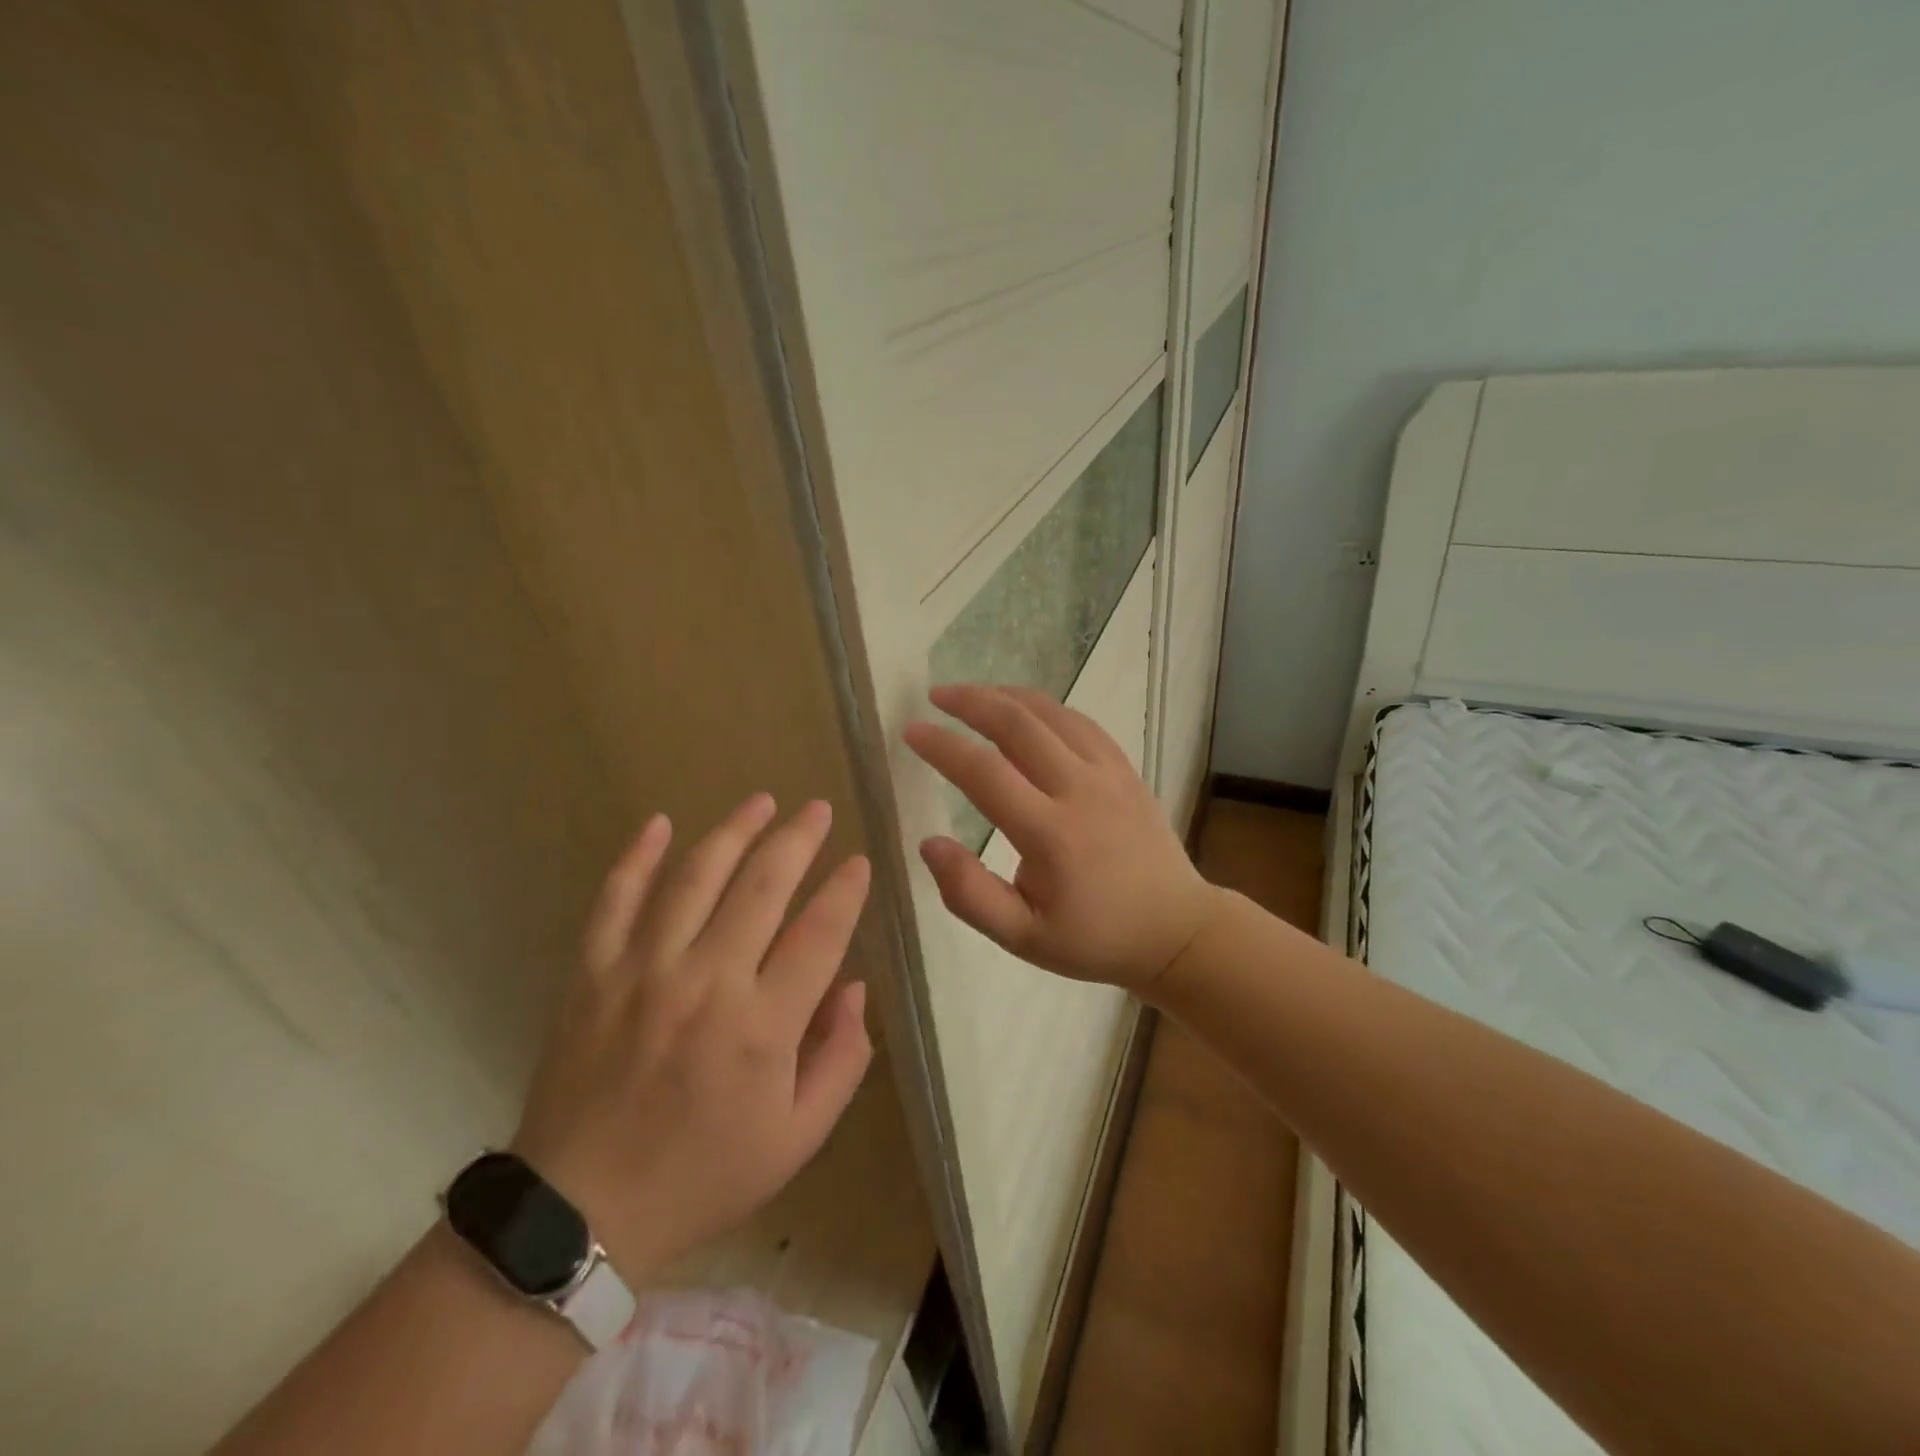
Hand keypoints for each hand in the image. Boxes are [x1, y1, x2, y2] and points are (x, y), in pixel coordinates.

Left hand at [511, 796, 873, 1282]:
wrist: (580, 1213)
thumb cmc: (704, 1175)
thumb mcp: (798, 1138)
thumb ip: (842, 1059)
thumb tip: (855, 987)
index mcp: (763, 1026)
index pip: (819, 933)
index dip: (846, 891)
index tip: (860, 862)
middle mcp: (707, 982)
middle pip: (762, 886)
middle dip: (797, 839)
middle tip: (817, 808)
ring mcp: (644, 971)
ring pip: (695, 878)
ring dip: (732, 831)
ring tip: (761, 801)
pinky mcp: (594, 973)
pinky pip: (615, 900)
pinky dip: (636, 857)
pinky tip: (659, 823)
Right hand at [903, 685, 1222, 992]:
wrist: (1174, 930)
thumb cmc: (1093, 938)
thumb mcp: (1023, 937)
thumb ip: (970, 894)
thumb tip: (928, 843)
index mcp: (1051, 835)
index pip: (985, 773)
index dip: (943, 747)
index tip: (912, 731)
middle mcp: (1080, 791)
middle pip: (1018, 725)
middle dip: (971, 702)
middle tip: (936, 696)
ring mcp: (1109, 774)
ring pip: (1052, 714)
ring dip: (1006, 696)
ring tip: (972, 695)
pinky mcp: (1125, 769)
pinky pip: (1081, 723)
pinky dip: (1045, 707)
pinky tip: (1025, 710)